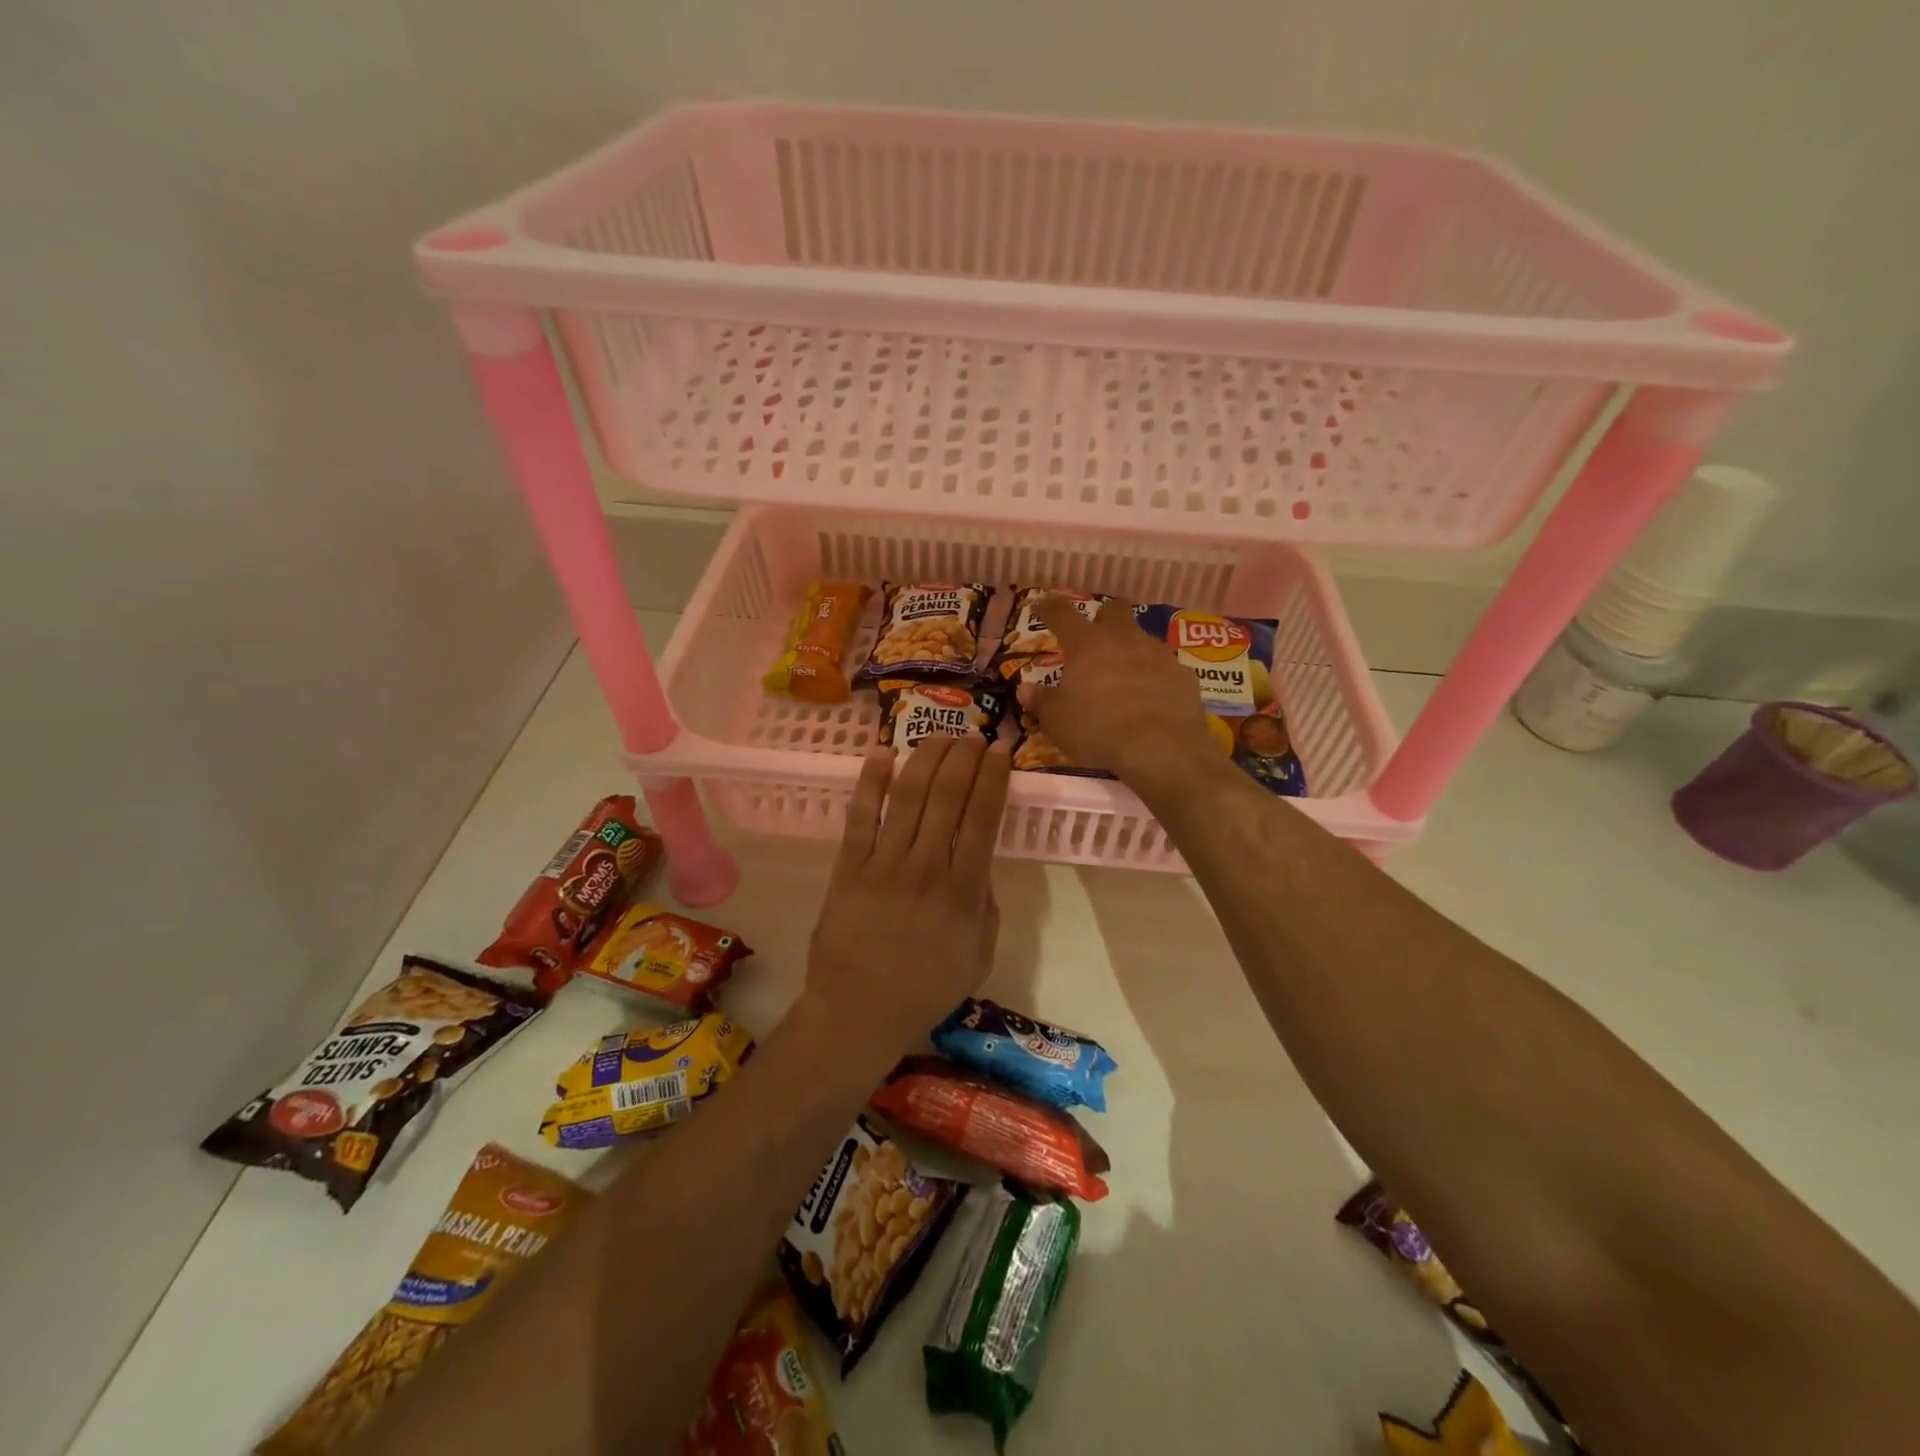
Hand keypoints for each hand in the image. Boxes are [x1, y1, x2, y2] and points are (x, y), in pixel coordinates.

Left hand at [805, 734, 1010, 1050]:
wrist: (859, 1012)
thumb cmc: (926, 988)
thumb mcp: (979, 952)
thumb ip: (984, 902)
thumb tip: (977, 860)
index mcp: (964, 890)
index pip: (983, 818)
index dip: (993, 778)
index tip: (1000, 749)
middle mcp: (926, 867)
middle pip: (948, 797)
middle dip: (963, 757)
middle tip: (973, 734)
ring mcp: (884, 864)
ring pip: (909, 797)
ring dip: (926, 759)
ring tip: (940, 735)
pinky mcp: (849, 866)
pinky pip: (861, 816)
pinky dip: (871, 782)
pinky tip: (882, 753)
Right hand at [1022, 595, 1216, 784]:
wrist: (1160, 747)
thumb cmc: (1097, 729)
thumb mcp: (1057, 721)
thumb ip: (1041, 701)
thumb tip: (1025, 689)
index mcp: (1086, 644)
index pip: (1061, 614)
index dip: (1048, 607)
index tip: (1040, 605)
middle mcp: (1123, 639)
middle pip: (1114, 609)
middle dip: (1104, 616)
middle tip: (1096, 635)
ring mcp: (1157, 653)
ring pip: (1142, 637)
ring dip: (1131, 649)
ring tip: (1124, 675)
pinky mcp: (1182, 674)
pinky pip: (1164, 667)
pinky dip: (1155, 676)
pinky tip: (1152, 698)